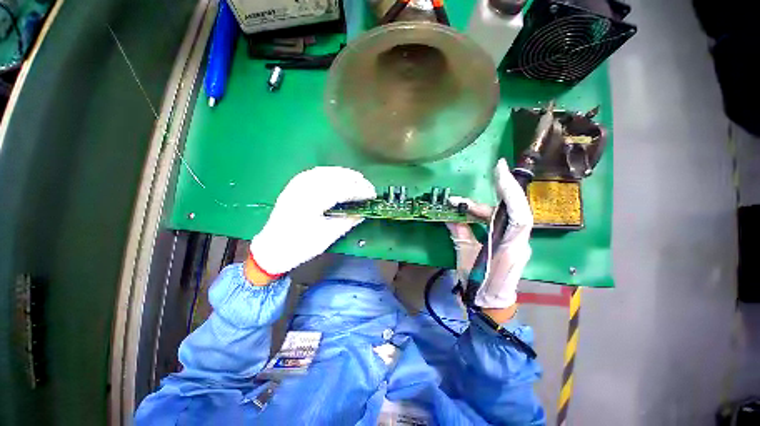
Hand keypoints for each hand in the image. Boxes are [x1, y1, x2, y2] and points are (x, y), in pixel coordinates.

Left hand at [249, 167, 375, 277]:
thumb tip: (364, 212)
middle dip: (354, 180)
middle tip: (368, 186)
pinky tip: (338, 177)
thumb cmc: (300, 246)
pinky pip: (316, 172)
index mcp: (312, 202)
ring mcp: (297, 184)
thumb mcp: (327, 236)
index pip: (342, 190)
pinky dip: (330, 172)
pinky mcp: (294, 185)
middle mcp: (304, 188)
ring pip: (325, 171)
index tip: (372, 194)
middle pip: (334, 177)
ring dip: (344, 174)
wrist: (272, 248)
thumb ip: (347, 221)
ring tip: (358, 179)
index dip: (360, 191)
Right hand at [446, 159, 532, 311]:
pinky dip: (482, 217)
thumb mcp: (465, 258)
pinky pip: (497, 223)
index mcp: (511, 247)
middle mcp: (519, 242)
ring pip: (502, 216)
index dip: (511, 191)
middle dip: (486, 200)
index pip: (519, 214)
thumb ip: (460, 234)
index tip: (500, 169)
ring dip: (479, 210)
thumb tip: (450, 217)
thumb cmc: (479, 286)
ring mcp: (516, 242)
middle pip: (509, 211)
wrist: (491, 305)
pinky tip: (468, 215)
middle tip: (461, 198)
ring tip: (458, 208)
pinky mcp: (509, 243)